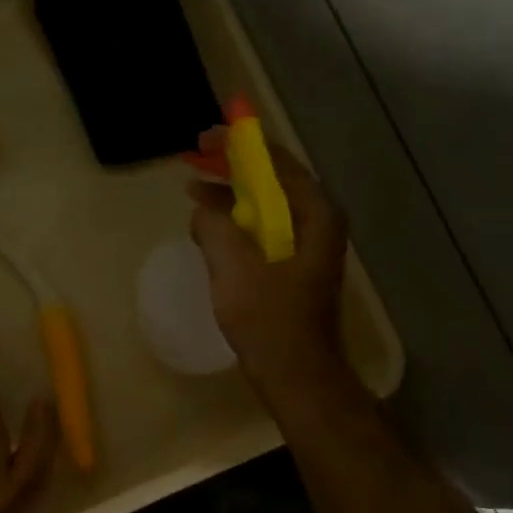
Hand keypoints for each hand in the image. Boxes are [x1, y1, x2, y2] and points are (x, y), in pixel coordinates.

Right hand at [188, 130, 352, 400]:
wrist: (296, 375)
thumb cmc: (269, 318)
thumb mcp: (233, 265)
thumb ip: (214, 225)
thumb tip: (203, 208)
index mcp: (315, 214)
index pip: (277, 162)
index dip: (240, 145)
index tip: (206, 137)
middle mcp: (317, 223)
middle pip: (272, 181)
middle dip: (233, 168)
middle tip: (196, 155)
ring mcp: (306, 247)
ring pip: (265, 207)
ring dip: (232, 196)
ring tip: (195, 186)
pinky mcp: (292, 268)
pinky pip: (262, 232)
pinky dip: (236, 223)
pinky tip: (209, 225)